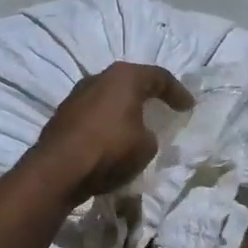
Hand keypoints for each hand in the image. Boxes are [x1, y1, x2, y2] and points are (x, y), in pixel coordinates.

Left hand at [29, 62, 193, 202]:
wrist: (58, 169)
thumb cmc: (110, 150)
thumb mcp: (146, 147)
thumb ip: (149, 135)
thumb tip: (140, 134)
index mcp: (124, 77)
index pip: (159, 77)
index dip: (177, 92)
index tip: (188, 106)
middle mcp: (99, 78)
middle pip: (130, 81)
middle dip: (147, 94)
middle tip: (162, 106)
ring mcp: (76, 95)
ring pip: (108, 96)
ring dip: (123, 107)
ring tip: (136, 122)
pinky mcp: (63, 114)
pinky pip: (94, 112)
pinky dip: (106, 121)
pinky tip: (111, 135)